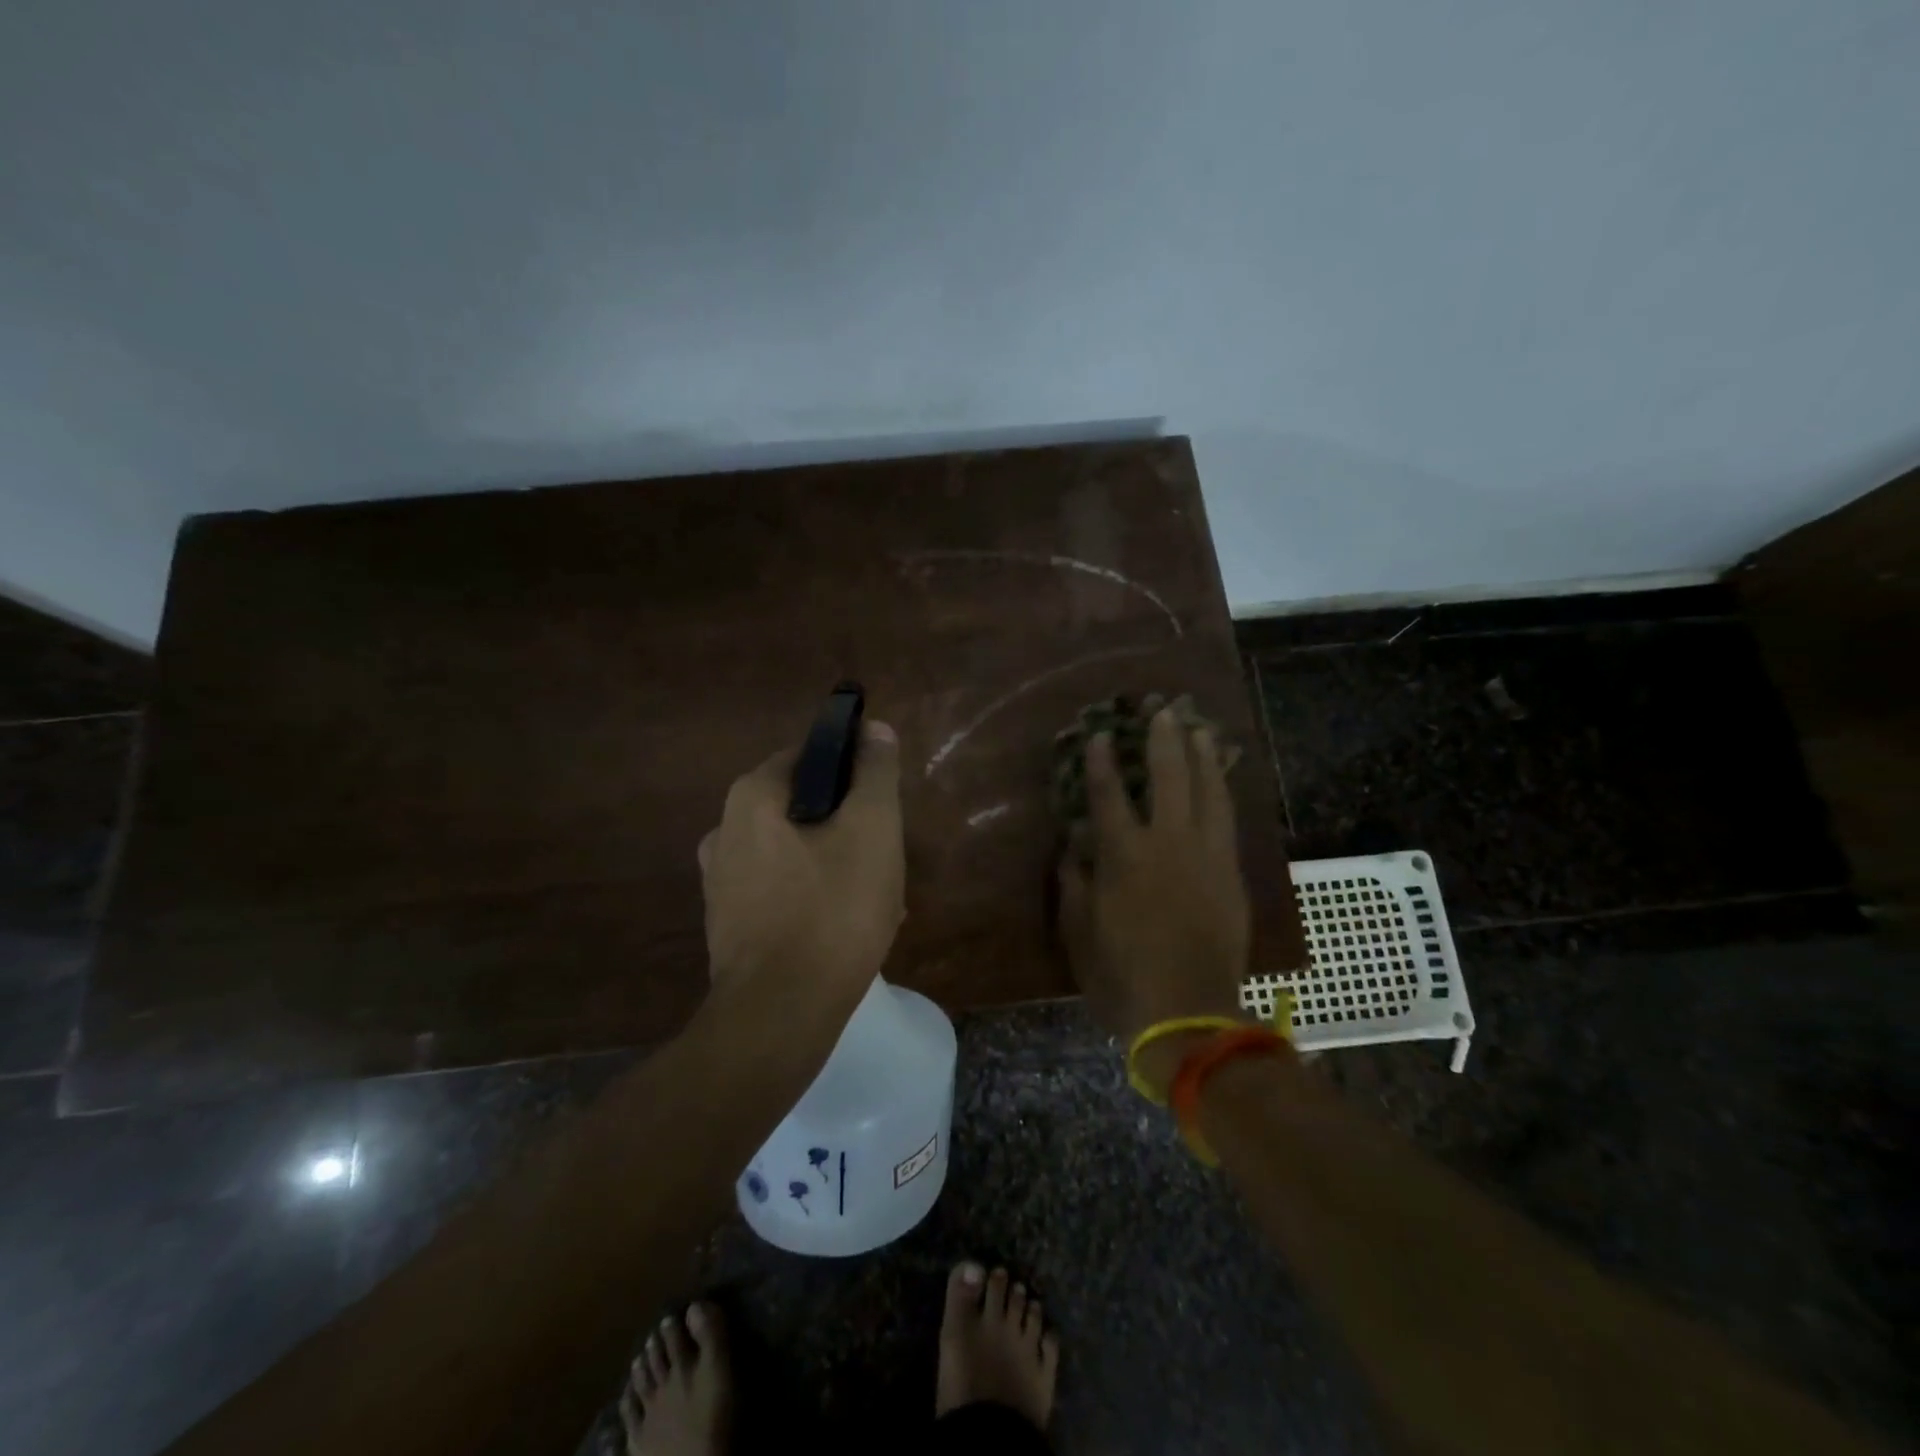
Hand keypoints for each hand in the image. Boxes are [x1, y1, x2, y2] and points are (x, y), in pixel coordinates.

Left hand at [699, 721, 905, 1008]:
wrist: (779, 1014)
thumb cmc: (832, 910)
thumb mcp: (872, 830)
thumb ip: (874, 773)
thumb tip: (874, 729)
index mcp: (751, 797)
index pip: (809, 755)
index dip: (853, 771)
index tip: (882, 804)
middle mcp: (723, 830)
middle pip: (803, 807)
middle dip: (848, 826)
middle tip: (885, 856)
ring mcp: (721, 881)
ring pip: (796, 852)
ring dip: (837, 864)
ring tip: (876, 898)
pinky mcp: (728, 923)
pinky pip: (781, 890)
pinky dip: (814, 896)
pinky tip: (846, 928)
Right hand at [1057, 708, 1251, 1064]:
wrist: (1189, 1015)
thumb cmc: (1122, 976)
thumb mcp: (1079, 933)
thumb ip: (1074, 884)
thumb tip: (1073, 847)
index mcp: (1123, 857)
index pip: (1109, 794)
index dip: (1103, 760)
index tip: (1101, 734)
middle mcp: (1167, 844)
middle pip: (1168, 778)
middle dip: (1164, 741)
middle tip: (1163, 710)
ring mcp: (1206, 857)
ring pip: (1208, 792)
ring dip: (1203, 757)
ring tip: (1201, 728)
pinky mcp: (1231, 874)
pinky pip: (1228, 821)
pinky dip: (1223, 792)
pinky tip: (1221, 779)